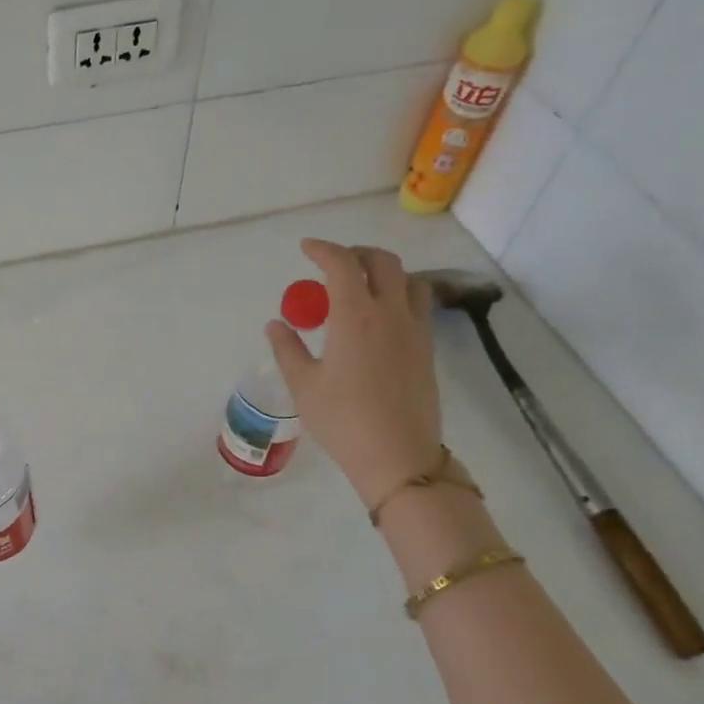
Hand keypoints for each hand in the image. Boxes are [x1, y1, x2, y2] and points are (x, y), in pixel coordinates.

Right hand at [266, 239, 442, 508]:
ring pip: (408, 280)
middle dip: (356, 254)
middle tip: (333, 264)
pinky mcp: (427, 348)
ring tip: (362, 287)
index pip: (342, 264)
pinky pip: (417, 305)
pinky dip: (398, 295)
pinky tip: (380, 318)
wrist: (397, 455)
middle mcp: (390, 312)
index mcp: (355, 315)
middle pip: (382, 261)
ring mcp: (415, 329)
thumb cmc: (342, 419)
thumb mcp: (303, 385)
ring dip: (384, 272)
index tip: (306, 249)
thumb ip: (288, 348)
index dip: (323, 249)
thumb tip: (276, 324)